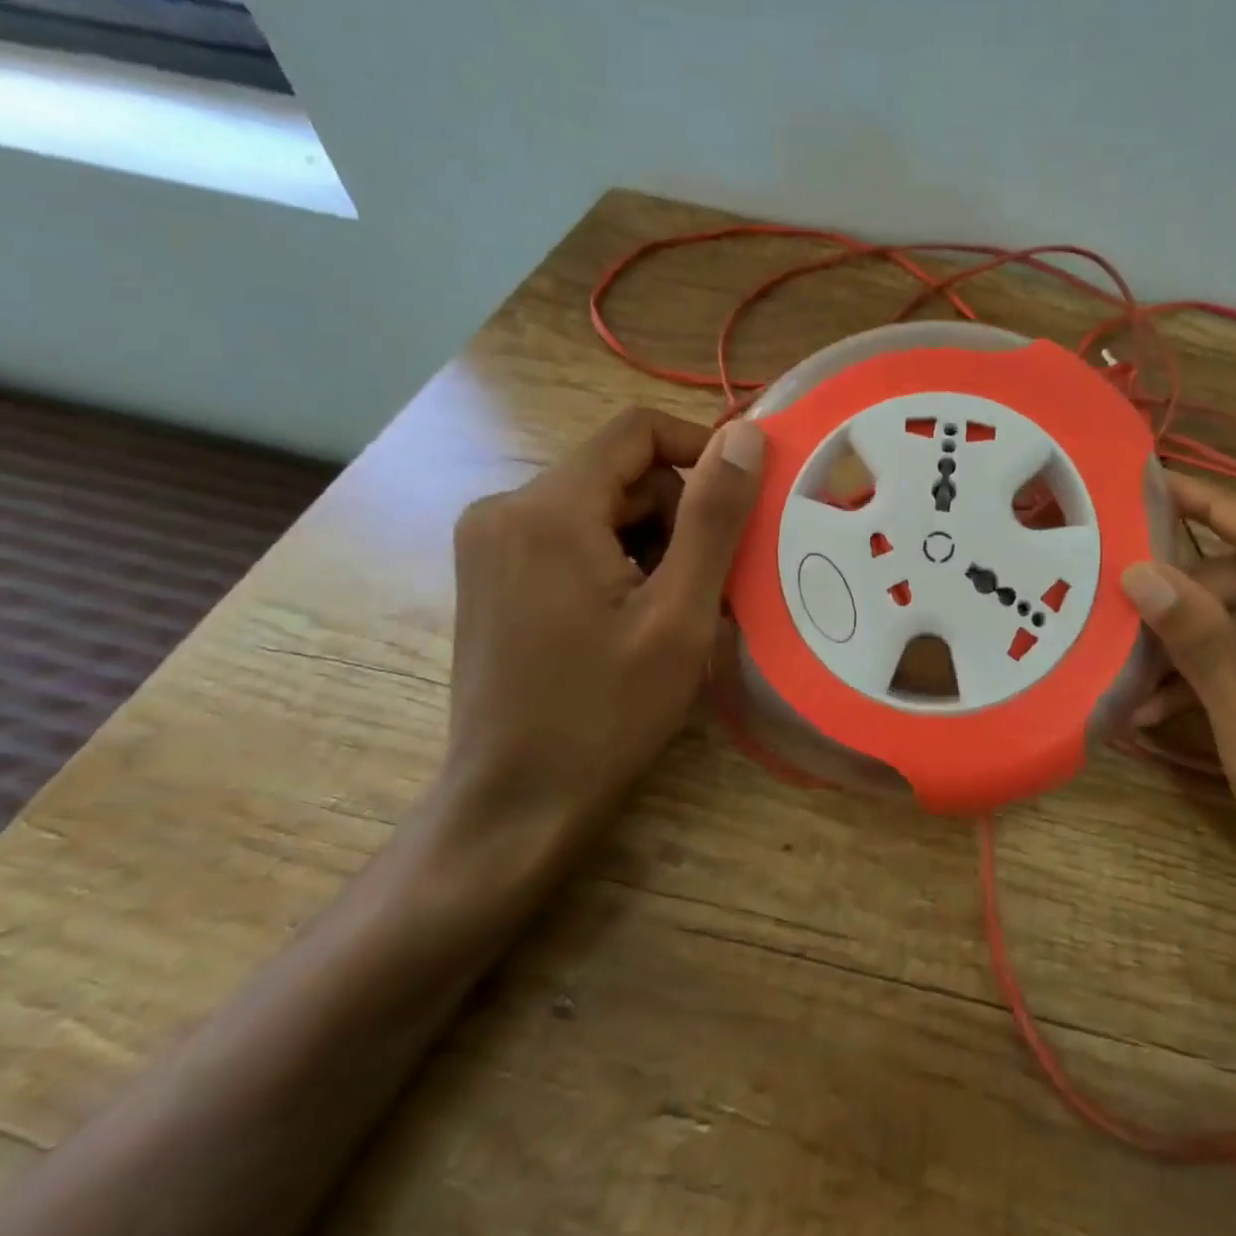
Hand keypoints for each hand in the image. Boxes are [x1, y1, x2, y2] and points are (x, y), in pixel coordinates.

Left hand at [434, 407, 763, 863]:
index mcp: (548, 509)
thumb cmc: (607, 713)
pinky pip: (573, 536)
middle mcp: (505, 508)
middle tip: (697, 591)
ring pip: (601, 507)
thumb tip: (744, 435)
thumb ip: (714, 517)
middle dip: (674, 519)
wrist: (517, 804)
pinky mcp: (492, 572)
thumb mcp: (679, 614)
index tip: (739, 503)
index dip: (701, 450)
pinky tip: (626, 621)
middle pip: (621, 474)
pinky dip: (615, 562)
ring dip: (649, 546)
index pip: (638, 431)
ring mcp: (490, 541)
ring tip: (663, 616)